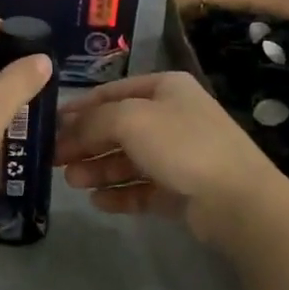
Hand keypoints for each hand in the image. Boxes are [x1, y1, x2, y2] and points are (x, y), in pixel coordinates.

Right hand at [57, 72, 285, 244]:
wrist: (238, 201)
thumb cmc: (182, 145)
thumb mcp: (130, 119)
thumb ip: (93, 121)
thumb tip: (68, 131)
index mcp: (165, 88)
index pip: (111, 92)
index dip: (79, 108)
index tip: (50, 126)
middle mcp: (172, 116)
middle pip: (117, 128)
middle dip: (86, 143)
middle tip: (55, 160)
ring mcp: (179, 155)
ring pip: (128, 160)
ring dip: (98, 169)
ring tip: (73, 183)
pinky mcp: (182, 189)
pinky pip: (142, 188)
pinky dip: (119, 193)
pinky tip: (98, 201)